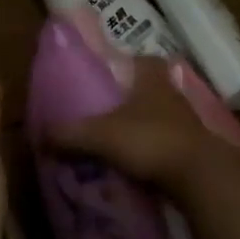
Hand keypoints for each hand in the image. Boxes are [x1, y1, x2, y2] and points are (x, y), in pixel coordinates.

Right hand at [49, 57, 227, 193]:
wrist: (199, 177)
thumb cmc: (148, 141)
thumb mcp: (99, 136)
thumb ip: (69, 135)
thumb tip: (40, 136)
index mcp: (152, 83)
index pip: (148, 61)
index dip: (134, 62)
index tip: (117, 71)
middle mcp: (174, 98)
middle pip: (155, 90)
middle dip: (136, 98)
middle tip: (111, 111)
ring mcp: (189, 126)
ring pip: (165, 119)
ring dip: (147, 127)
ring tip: (122, 142)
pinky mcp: (197, 153)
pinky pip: (172, 146)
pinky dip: (157, 153)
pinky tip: (140, 165)